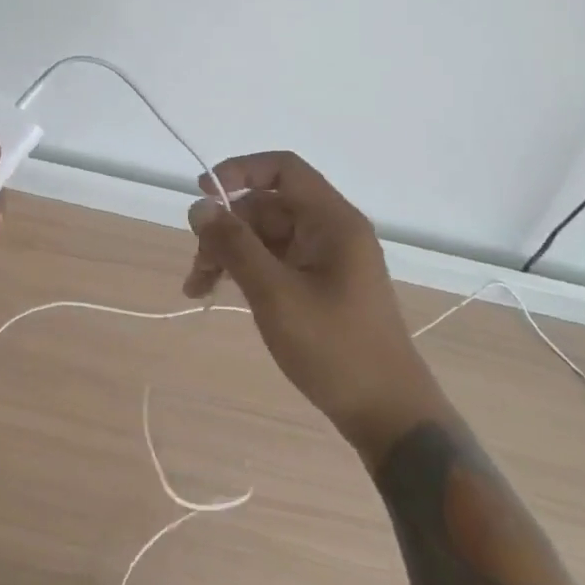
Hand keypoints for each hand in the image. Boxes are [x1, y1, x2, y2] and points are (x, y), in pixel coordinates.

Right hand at [186, 151, 447, 452]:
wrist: (388, 416)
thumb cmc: (335, 348)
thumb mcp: (275, 294)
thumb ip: (235, 245)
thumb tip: (199, 206)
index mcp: (332, 221)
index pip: (283, 169)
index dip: (240, 171)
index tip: (202, 192)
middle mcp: (330, 231)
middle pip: (266, 206)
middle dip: (226, 228)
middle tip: (197, 264)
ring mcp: (324, 259)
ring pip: (263, 235)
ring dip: (228, 253)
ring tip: (197, 287)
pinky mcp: (318, 285)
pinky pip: (273, 260)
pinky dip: (244, 271)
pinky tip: (218, 292)